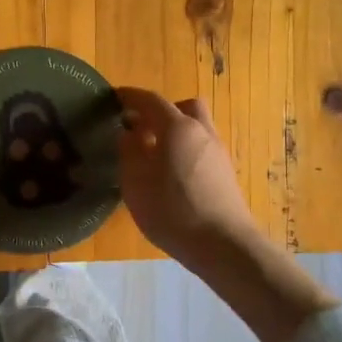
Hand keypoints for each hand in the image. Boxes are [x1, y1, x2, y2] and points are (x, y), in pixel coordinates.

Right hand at [115, 89, 258, 268]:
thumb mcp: (135, 182)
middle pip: (184, 107)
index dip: (131, 97)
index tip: (114, 98)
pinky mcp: (226, 174)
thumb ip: (128, 152)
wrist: (223, 245)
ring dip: (176, 132)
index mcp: (178, 127)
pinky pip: (202, 149)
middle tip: (142, 127)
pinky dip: (186, 151)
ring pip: (196, 128)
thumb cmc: (172, 210)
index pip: (151, 100)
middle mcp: (202, 132)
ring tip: (155, 154)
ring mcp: (218, 153)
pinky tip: (173, 175)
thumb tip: (128, 133)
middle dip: (162, 111)